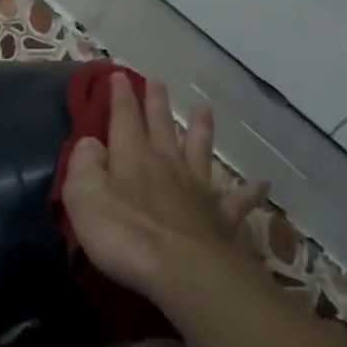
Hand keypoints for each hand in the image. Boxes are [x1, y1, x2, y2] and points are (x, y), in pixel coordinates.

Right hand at [60, 76, 264, 308]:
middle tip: (157, 80)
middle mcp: (166, 164)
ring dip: (201, 129)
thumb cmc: (124, 234)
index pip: (123, 118)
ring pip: (199, 151)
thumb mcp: (84, 196)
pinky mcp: (220, 218)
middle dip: (156, 102)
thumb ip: (84, 165)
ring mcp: (196, 190)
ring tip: (205, 108)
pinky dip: (249, 191)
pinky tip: (262, 183)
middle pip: (161, 126)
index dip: (120, 95)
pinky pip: (237, 201)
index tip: (118, 75)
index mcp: (131, 156)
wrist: (183, 271)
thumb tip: (91, 142)